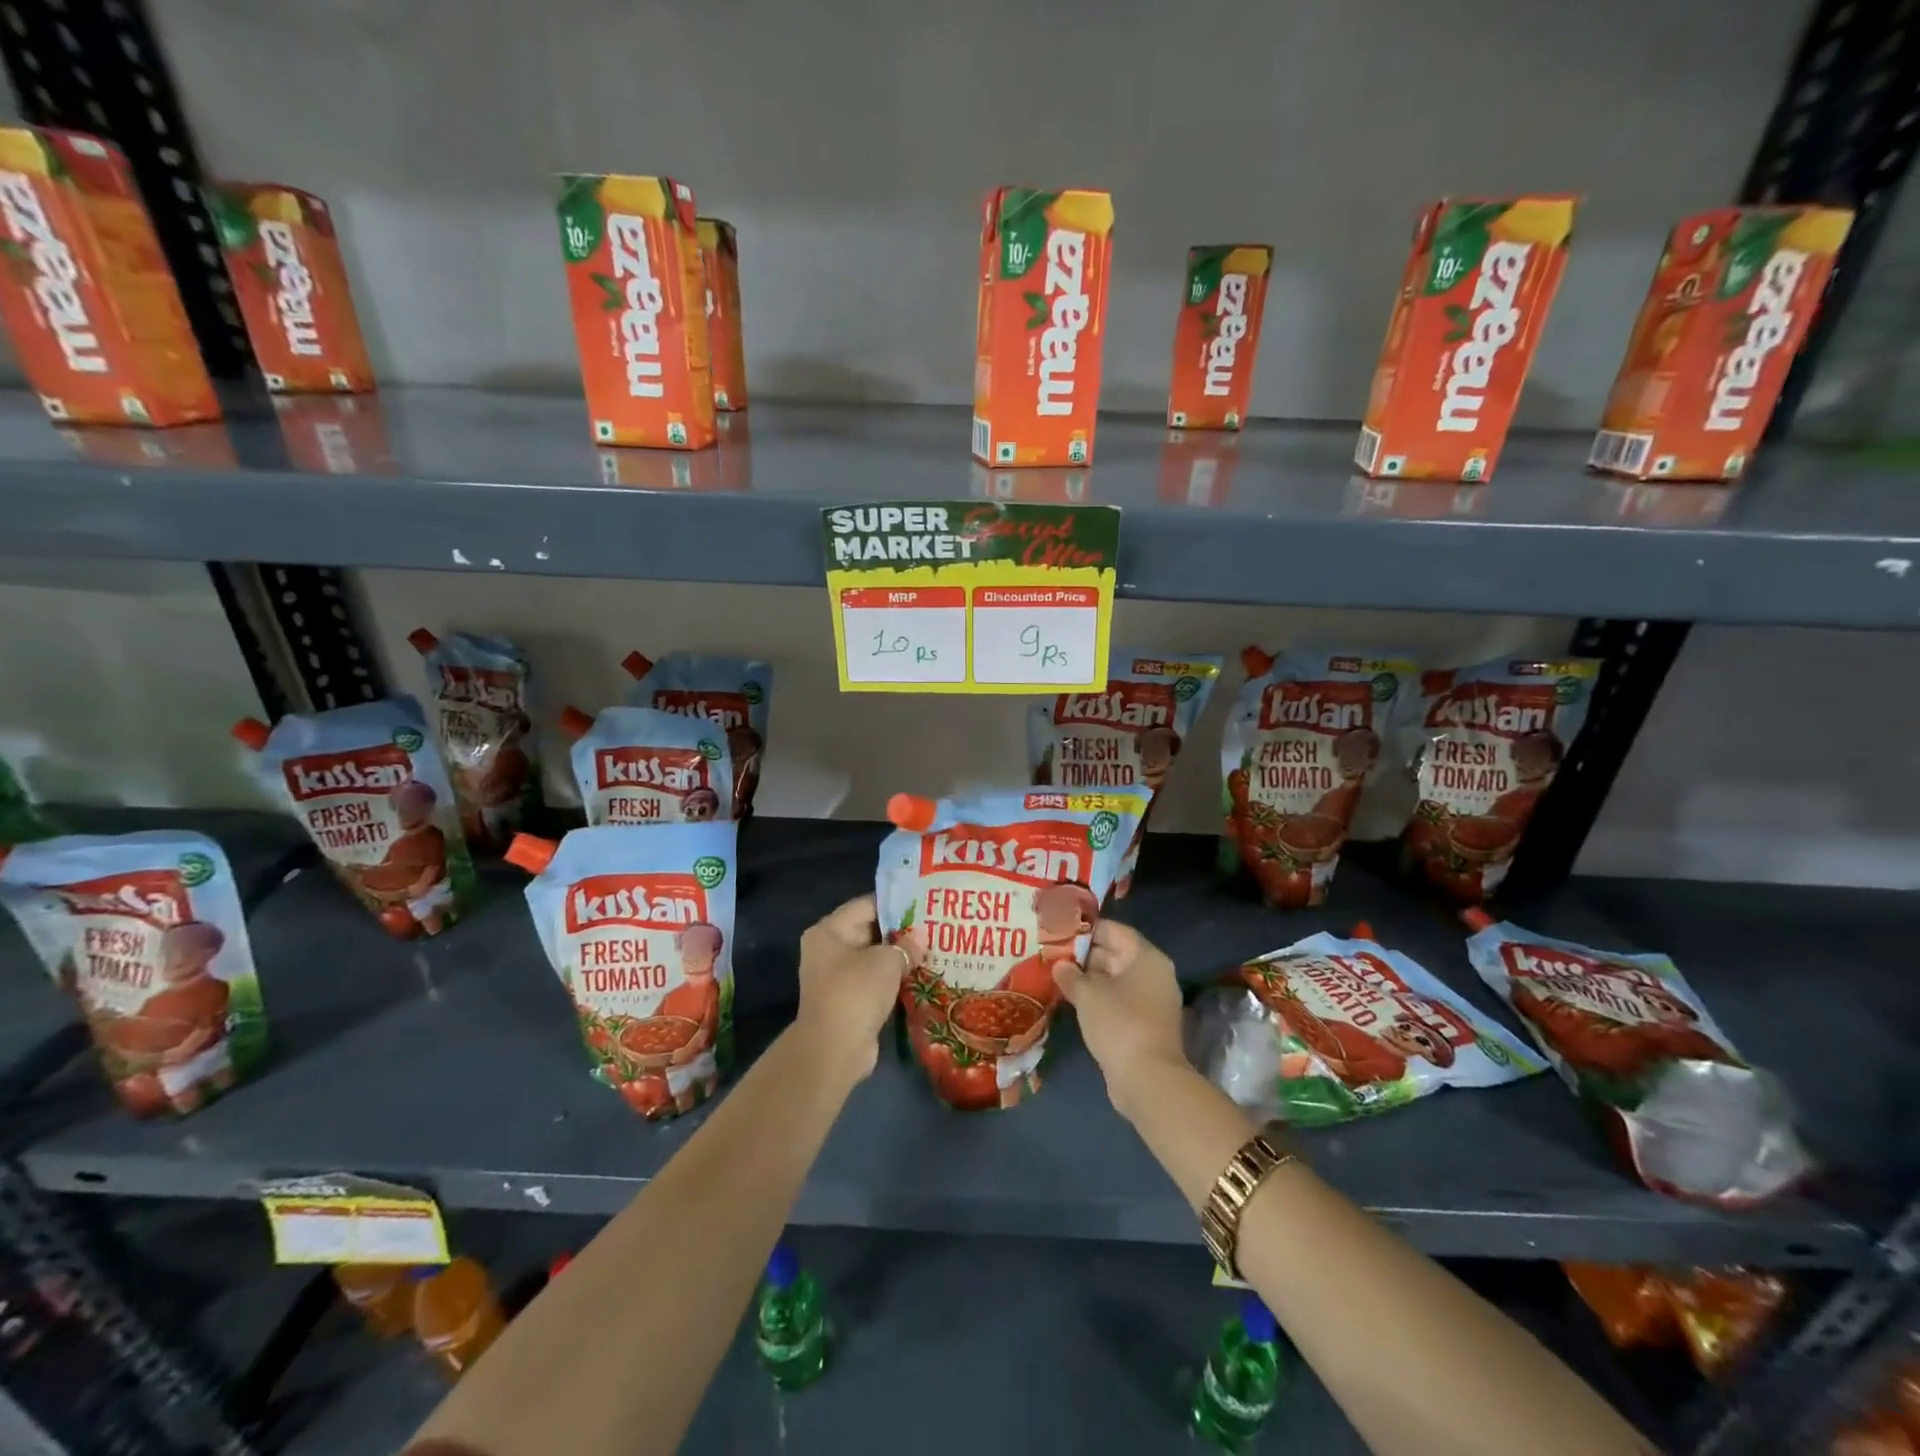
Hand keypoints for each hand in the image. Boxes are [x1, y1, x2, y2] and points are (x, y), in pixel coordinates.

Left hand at [794, 895, 921, 1082]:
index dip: (896, 905)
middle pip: (870, 931)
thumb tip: (919, 940)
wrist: (834, 1050)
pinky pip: (874, 980)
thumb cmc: (856, 993)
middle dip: (901, 932)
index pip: (867, 905)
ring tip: (932, 950)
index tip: (924, 905)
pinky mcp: (848, 1000)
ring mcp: (837, 977)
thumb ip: (905, 945)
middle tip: (933, 928)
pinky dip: (893, 978)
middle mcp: (828, 950)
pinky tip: (920, 976)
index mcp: (829, 931)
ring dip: (899, 957)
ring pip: (874, 958)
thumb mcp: (886, 961)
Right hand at [1051, 921, 1187, 1117]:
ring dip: (1089, 978)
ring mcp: (1151, 1001)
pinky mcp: (1145, 1024)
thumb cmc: (1119, 1023)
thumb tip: (1060, 965)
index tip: (1059, 929)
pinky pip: (1118, 1001)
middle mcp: (1153, 974)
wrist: (1148, 1079)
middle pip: (1116, 953)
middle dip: (1084, 954)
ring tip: (1056, 974)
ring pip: (1115, 979)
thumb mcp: (1088, 994)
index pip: (1114, 930)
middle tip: (1052, 952)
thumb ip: (1070, 974)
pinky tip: (1072, 1000)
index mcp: (1146, 957)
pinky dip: (1098, 998)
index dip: (1086, 928)